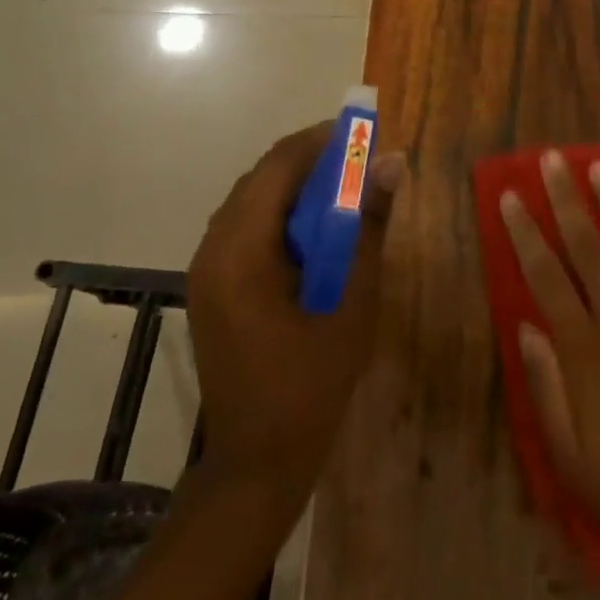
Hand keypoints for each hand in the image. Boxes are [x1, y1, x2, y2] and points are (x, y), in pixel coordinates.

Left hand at [187, 122, 406, 505]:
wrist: (257, 463)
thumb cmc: (310, 385)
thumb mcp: (352, 302)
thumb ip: (369, 228)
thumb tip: (392, 163)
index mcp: (240, 253)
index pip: (277, 167)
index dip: (321, 142)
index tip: (365, 136)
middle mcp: (212, 250)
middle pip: (261, 178)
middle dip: (312, 161)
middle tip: (362, 163)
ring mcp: (206, 269)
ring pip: (252, 200)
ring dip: (297, 186)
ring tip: (348, 190)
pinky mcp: (212, 285)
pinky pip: (247, 227)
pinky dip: (283, 214)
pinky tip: (318, 230)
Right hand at [500, 150, 599, 565]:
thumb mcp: (573, 458)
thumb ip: (546, 388)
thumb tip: (525, 326)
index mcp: (584, 350)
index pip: (546, 276)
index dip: (525, 233)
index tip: (511, 196)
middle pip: (587, 245)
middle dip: (566, 199)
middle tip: (552, 159)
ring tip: (597, 167)